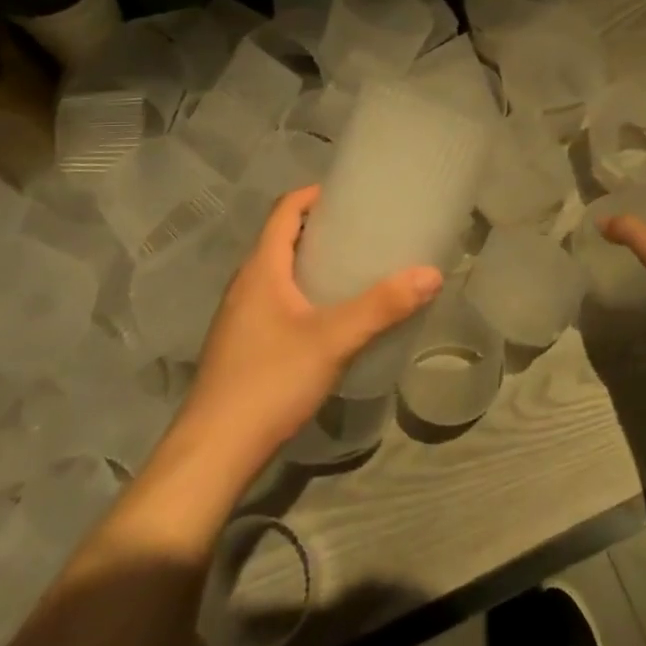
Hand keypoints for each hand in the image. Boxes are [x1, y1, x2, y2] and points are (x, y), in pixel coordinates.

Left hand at [179, 186, 441, 479]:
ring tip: (352, 270)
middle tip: (363, 231)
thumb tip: (431, 273)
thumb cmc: (270, 381)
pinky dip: (301, 293)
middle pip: (281, 239)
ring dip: (310, 263)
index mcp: (261, 268)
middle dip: (319, 229)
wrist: (213, 451)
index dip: (314, 194)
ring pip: (277, 273)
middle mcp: (245, 284)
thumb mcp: (333, 340)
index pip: (284, 210)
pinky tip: (327, 319)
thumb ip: (382, 307)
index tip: (350, 193)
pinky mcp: (241, 345)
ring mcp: (239, 316)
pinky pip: (274, 301)